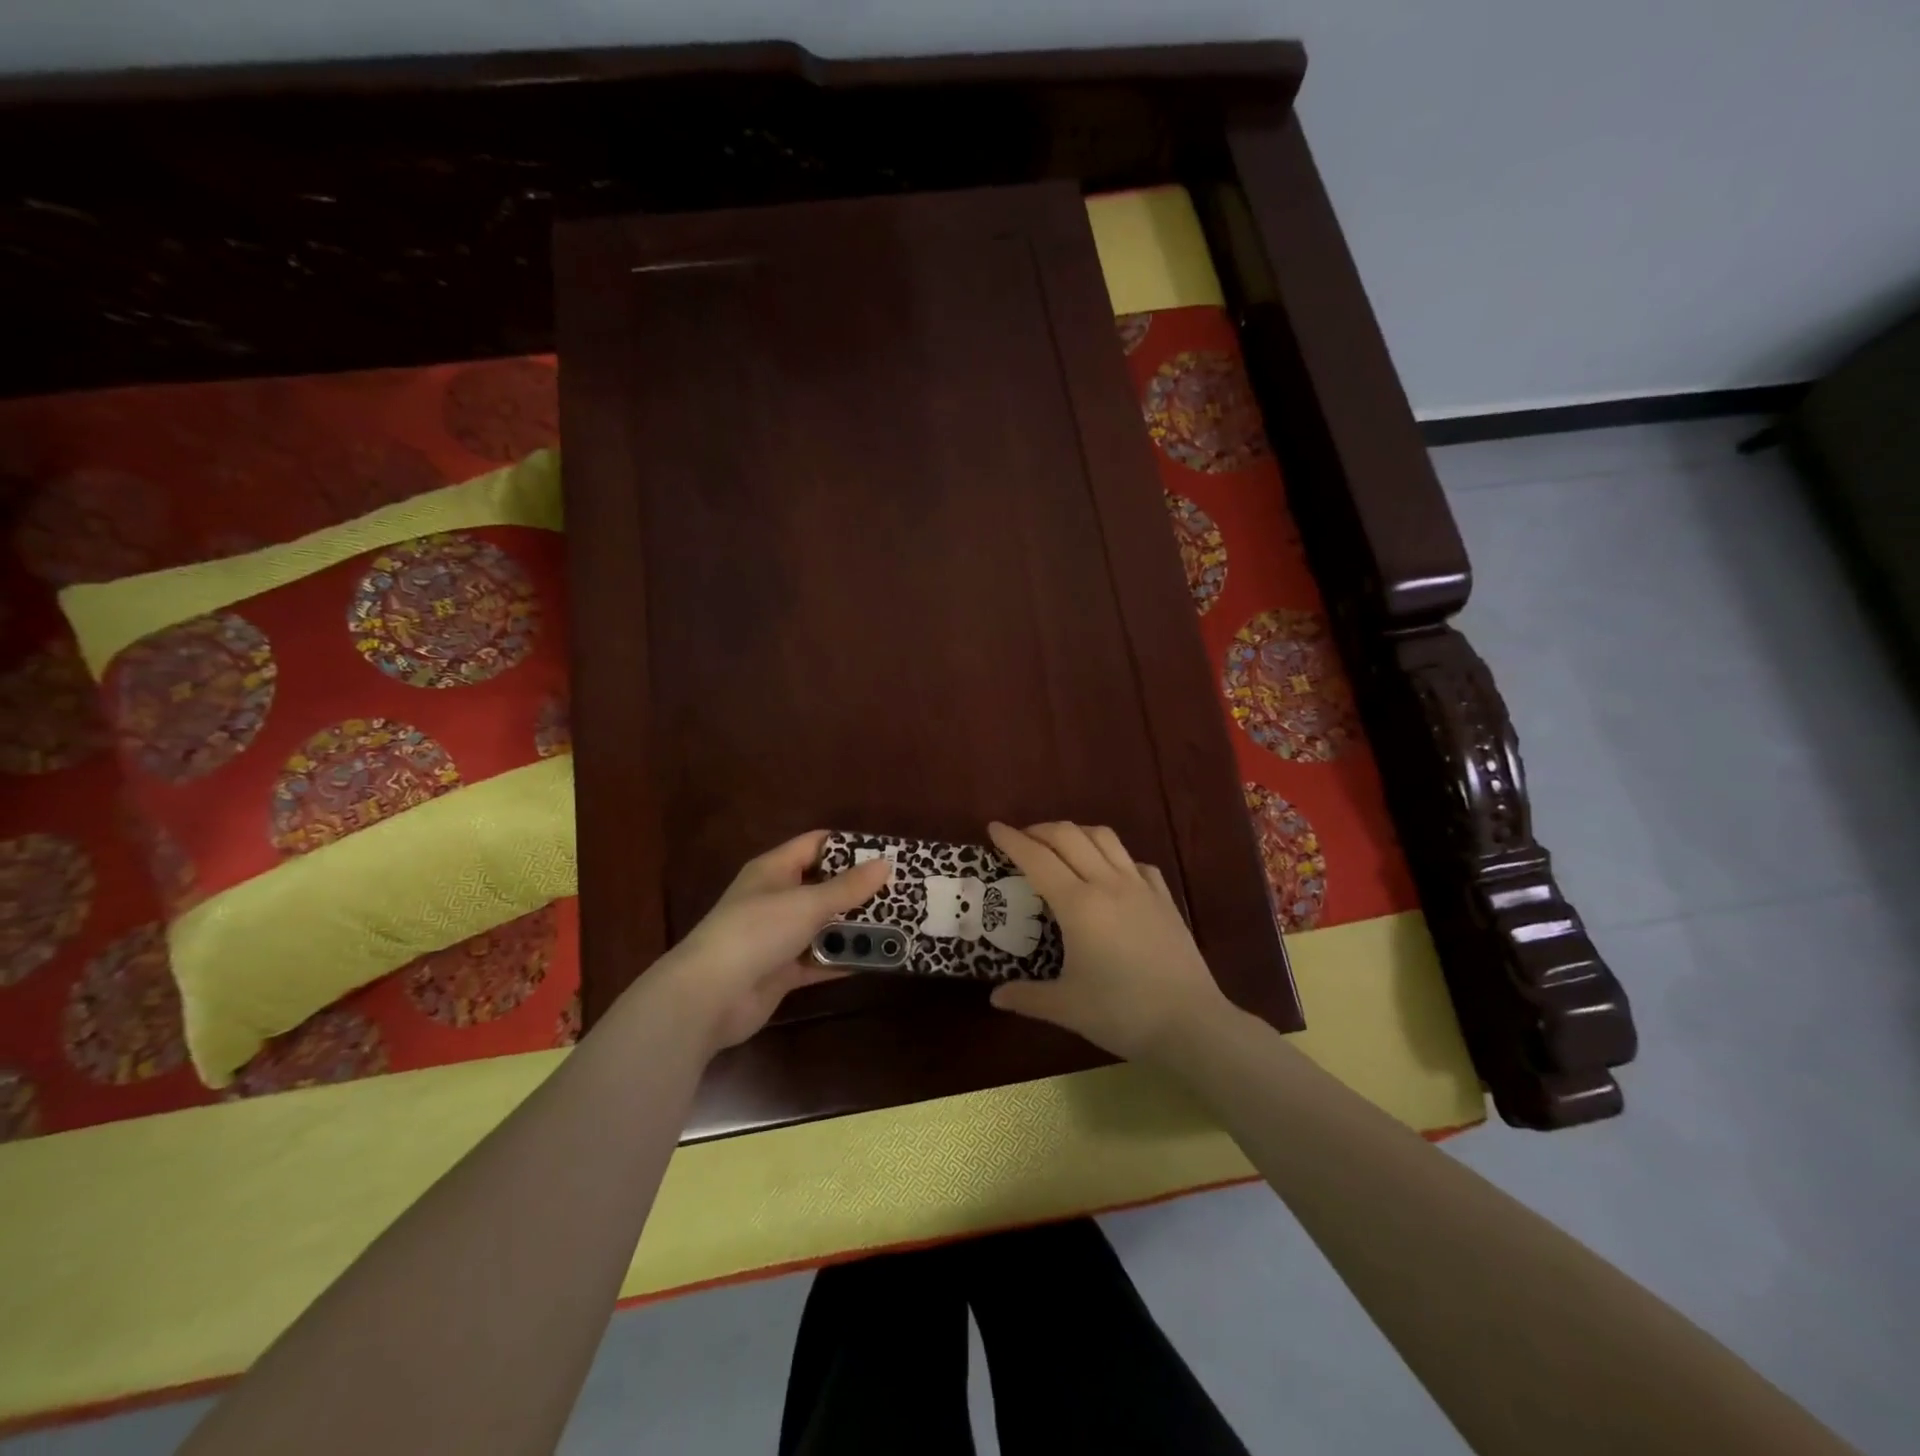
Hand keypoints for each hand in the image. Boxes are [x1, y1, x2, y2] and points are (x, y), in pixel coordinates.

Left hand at [638, 832, 891, 1054]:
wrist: (708, 997)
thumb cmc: (756, 932)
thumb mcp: (806, 903)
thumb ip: (848, 887)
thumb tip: (885, 864)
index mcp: (774, 870)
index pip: (816, 845)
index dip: (850, 846)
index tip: (887, 853)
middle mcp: (776, 899)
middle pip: (824, 886)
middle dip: (860, 891)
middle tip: (902, 893)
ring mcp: (778, 937)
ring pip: (825, 926)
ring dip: (856, 928)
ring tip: (899, 926)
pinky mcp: (782, 971)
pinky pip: (821, 961)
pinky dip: (844, 960)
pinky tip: (878, 960)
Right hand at [986, 821, 1236, 1063]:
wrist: (1191, 1024)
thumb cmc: (1122, 1013)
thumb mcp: (1067, 1008)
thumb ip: (1027, 997)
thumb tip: (995, 997)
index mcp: (1078, 905)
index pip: (1037, 858)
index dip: (1012, 840)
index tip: (993, 827)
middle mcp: (1107, 883)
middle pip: (1069, 836)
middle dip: (1040, 829)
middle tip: (1022, 839)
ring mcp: (1140, 887)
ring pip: (1104, 838)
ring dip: (1076, 833)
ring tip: (1061, 847)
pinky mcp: (1164, 898)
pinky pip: (1134, 861)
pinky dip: (1114, 856)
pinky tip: (1110, 874)